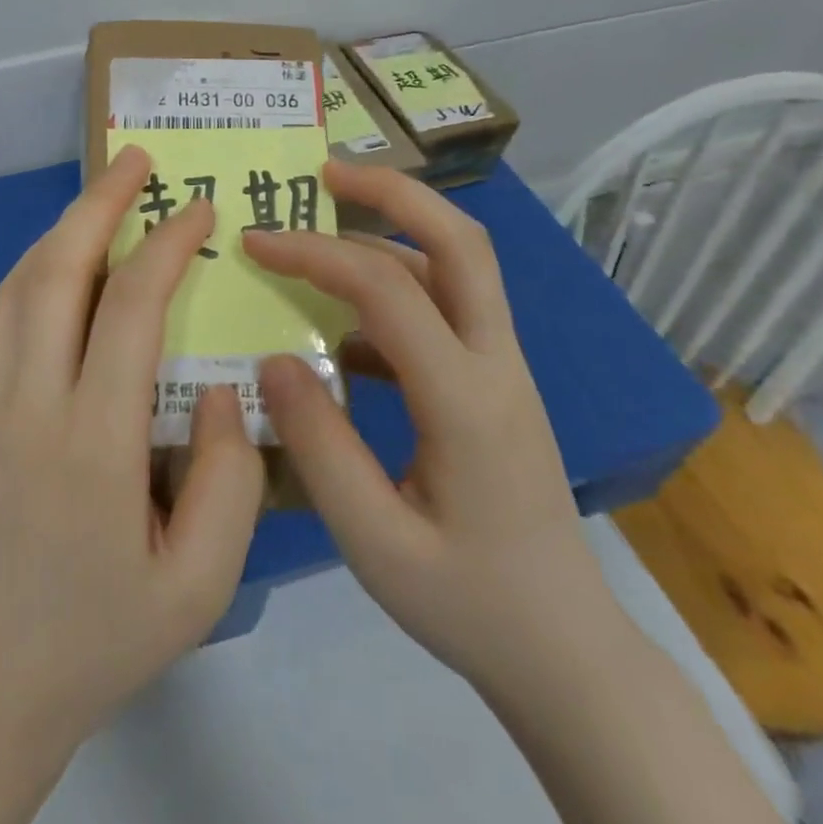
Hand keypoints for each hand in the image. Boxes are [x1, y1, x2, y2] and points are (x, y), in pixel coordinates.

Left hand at [0, 144, 265, 757]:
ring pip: (18, 286)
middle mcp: (29, 405)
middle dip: (98, 203)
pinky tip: (70, 267)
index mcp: (92, 444)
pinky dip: (40, 271)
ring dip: (62, 228)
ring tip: (104, 195)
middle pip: (55, 271)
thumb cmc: (101, 639)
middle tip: (136, 158)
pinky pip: (7, 320)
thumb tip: (217, 388)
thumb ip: (227, 479)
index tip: (200, 208)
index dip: (167, 244)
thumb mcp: (199, 584)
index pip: (129, 308)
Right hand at [245, 161, 609, 684]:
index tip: (254, 243)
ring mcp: (503, 369)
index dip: (315, 253)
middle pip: (461, 241)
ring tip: (326, 223)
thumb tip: (272, 357)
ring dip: (394, 230)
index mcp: (466, 400)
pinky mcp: (495, 383)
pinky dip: (395, 290)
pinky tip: (343, 329)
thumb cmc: (470, 604)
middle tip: (326, 171)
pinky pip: (446, 309)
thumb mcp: (376, 543)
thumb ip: (318, 447)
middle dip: (393, 191)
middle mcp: (495, 364)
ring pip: (458, 266)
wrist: (568, 652)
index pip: (387, 290)